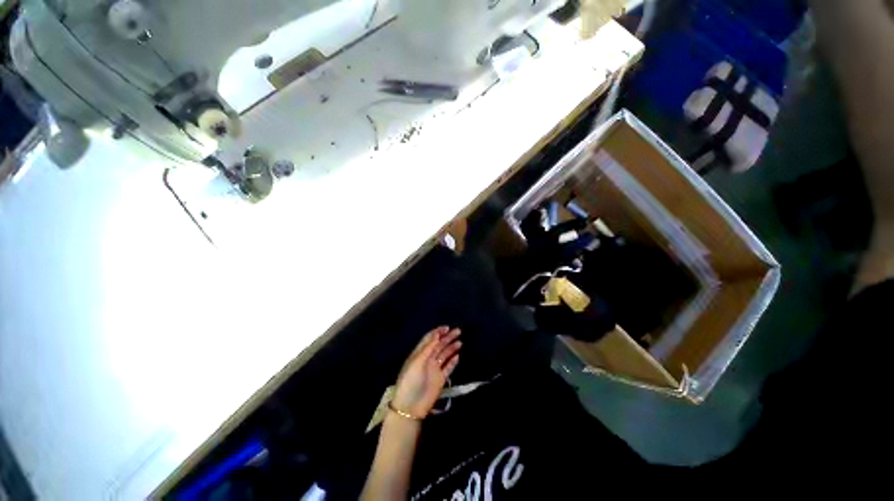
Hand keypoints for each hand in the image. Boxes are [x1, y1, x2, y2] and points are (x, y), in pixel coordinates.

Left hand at [392, 326, 461, 417]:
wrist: (410, 407)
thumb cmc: (410, 381)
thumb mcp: (417, 362)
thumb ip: (428, 348)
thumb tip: (437, 335)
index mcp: (419, 354)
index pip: (429, 339)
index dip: (437, 332)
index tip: (447, 327)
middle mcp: (428, 359)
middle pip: (439, 345)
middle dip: (447, 337)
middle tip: (458, 331)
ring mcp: (434, 369)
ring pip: (444, 355)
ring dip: (452, 347)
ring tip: (460, 342)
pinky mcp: (440, 379)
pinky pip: (448, 368)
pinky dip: (453, 362)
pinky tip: (458, 356)